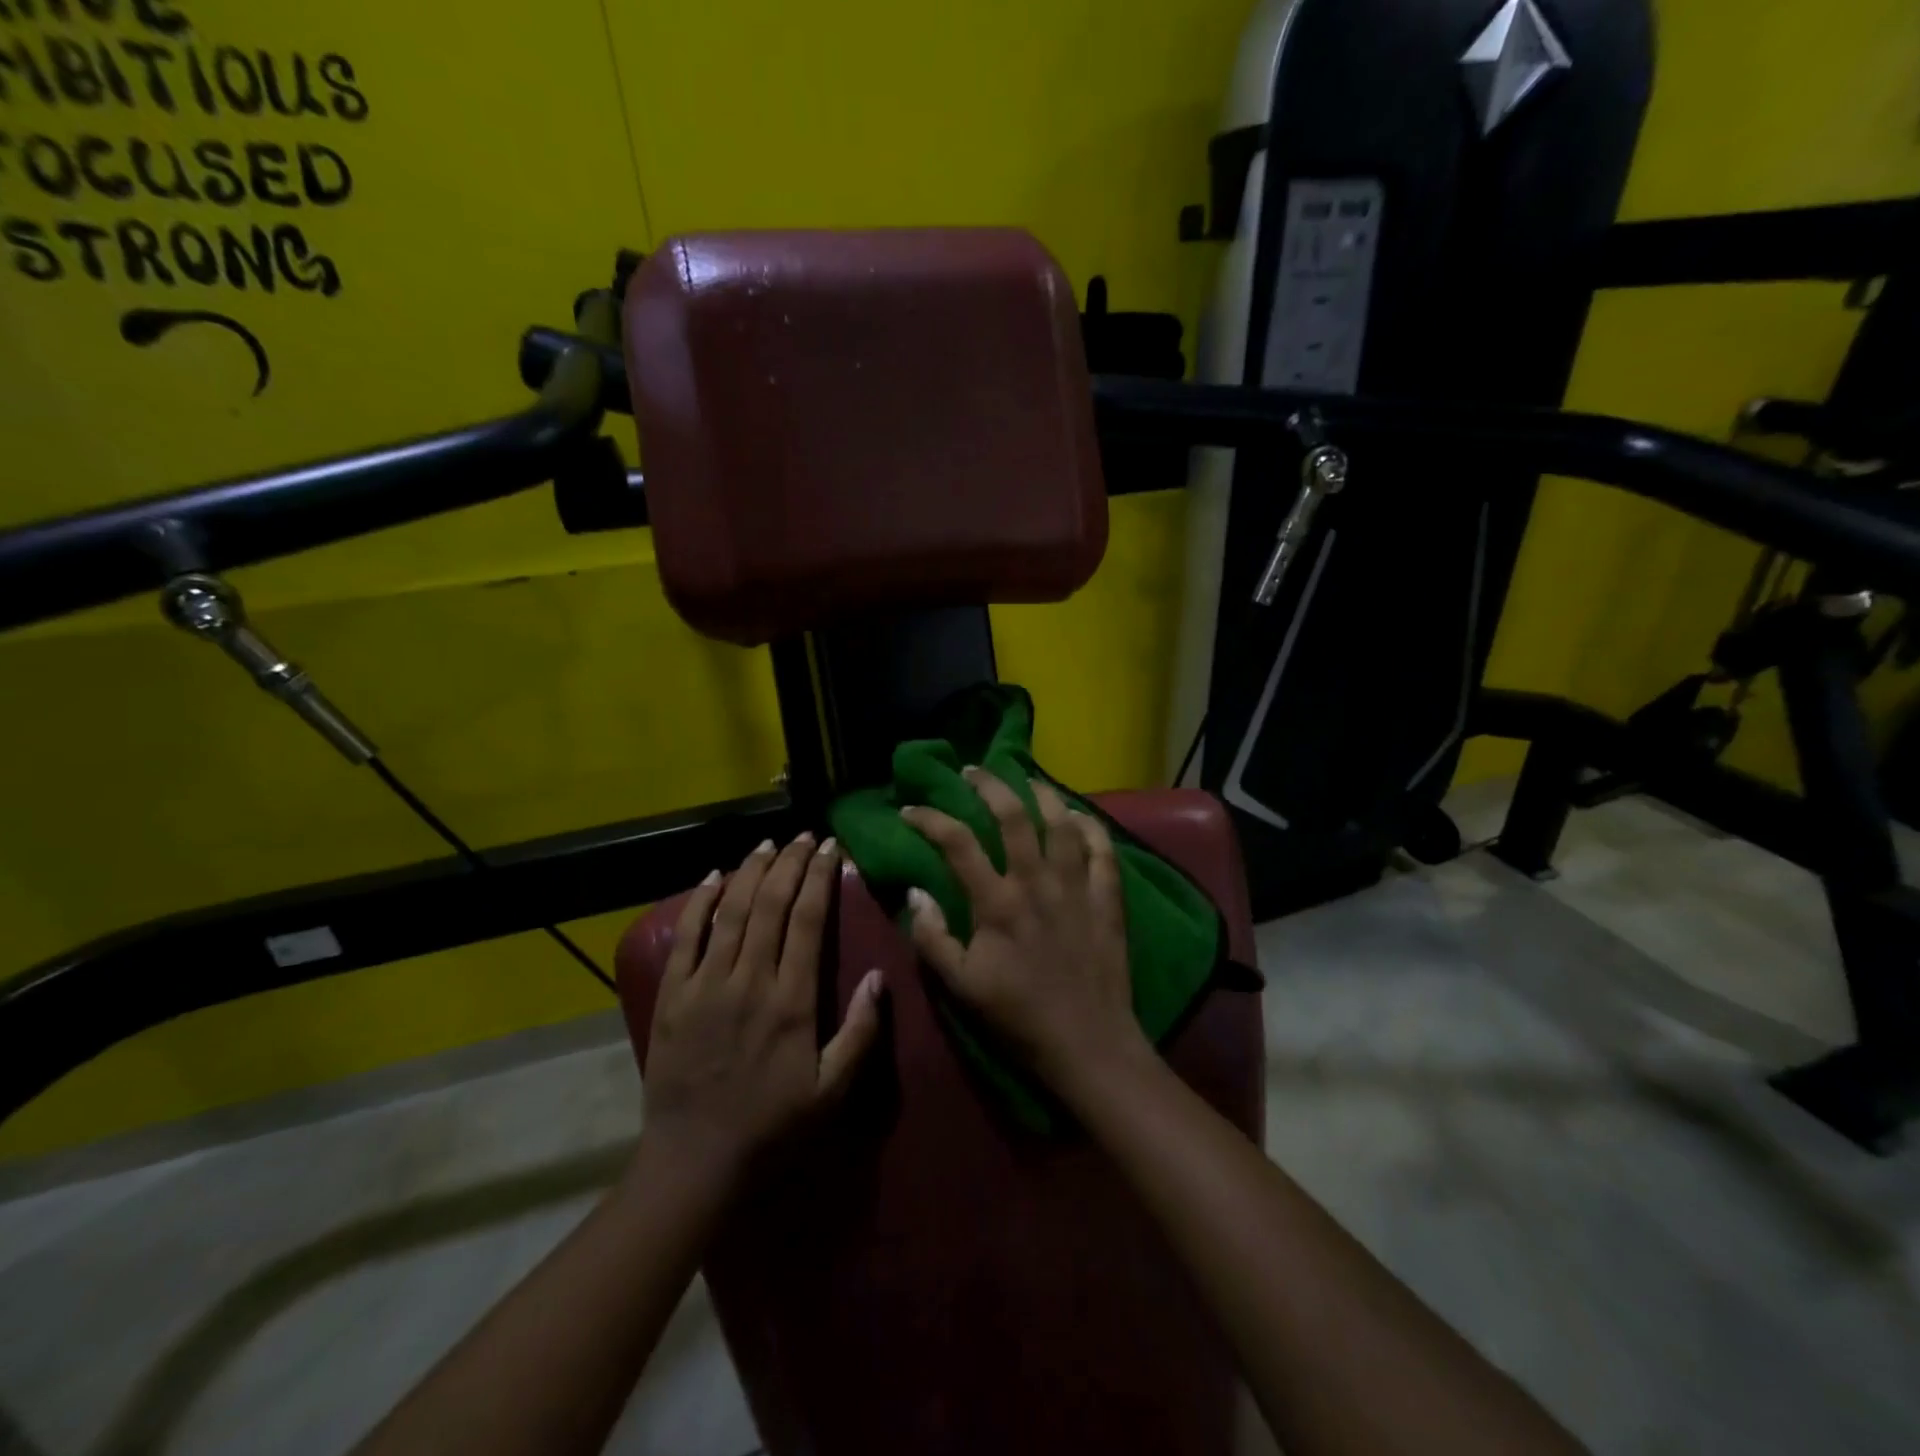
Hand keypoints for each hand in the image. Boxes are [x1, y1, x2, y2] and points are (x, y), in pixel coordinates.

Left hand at [639, 833, 883, 1182]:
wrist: (696, 1161)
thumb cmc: (772, 1126)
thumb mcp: (832, 1091)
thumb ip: (861, 1032)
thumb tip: (880, 976)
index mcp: (791, 1001)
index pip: (807, 921)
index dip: (819, 878)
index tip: (829, 849)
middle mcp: (749, 981)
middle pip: (769, 904)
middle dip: (788, 863)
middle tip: (803, 836)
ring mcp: (706, 985)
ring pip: (730, 911)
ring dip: (749, 871)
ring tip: (766, 844)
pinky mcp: (673, 996)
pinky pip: (686, 937)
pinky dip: (699, 902)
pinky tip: (713, 876)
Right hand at [902, 770, 1148, 1097]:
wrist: (1087, 1045)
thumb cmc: (1017, 1017)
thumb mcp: (960, 986)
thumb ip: (932, 937)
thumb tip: (916, 891)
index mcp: (997, 903)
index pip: (957, 843)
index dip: (929, 819)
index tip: (910, 810)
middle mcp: (1036, 882)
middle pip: (1013, 815)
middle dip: (989, 785)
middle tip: (973, 771)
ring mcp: (1076, 887)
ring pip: (1061, 823)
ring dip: (1042, 793)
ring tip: (1026, 779)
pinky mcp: (1107, 899)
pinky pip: (1103, 850)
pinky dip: (1091, 826)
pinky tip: (1078, 815)